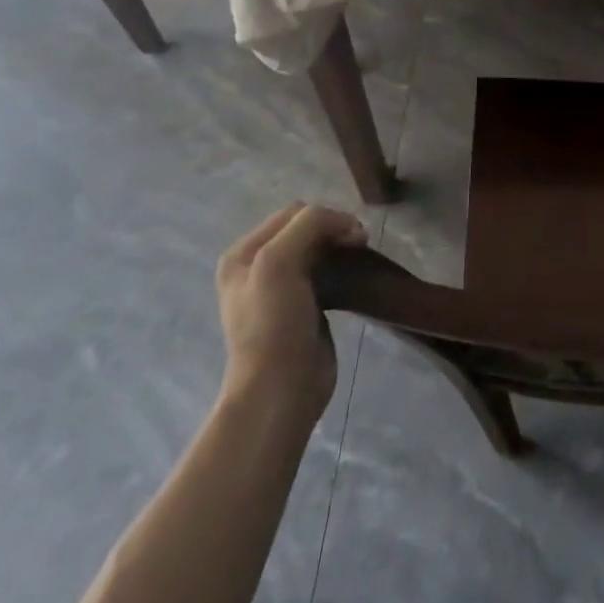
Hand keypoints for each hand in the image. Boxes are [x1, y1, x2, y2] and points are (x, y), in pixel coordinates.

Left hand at [216, 202, 366, 418]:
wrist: (280, 390)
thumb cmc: (274, 324)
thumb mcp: (279, 262)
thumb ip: (309, 226)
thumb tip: (348, 226)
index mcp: (243, 254)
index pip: (294, 213)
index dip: (327, 216)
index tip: (354, 236)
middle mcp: (257, 267)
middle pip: (306, 229)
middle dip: (335, 230)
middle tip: (360, 246)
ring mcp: (280, 289)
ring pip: (319, 250)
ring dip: (341, 248)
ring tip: (360, 259)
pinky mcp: (304, 307)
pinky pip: (326, 274)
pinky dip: (343, 269)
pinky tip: (353, 279)